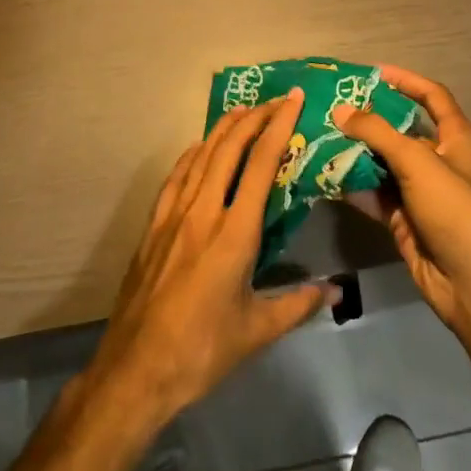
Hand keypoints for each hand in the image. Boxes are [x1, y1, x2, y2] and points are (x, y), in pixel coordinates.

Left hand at [85, 93, 328, 429]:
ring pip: (201, 156)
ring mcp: (173, 216)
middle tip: (276, 100)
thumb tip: (336, 291)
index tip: (294, 101)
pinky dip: (193, 154)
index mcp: (234, 233)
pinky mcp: (153, 227)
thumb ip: (299, 304)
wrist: (135, 370)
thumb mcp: (258, 330)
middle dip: (254, 117)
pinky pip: (176, 177)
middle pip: (229, 148)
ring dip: (224, 129)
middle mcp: (203, 212)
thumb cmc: (202, 351)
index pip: (262, 164)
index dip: (279, 126)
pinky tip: (200, 149)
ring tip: (243, 112)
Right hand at [333, 65, 470, 336]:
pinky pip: (375, 195)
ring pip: (383, 164)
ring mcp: (421, 192)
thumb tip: (341, 110)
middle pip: (400, 130)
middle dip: (369, 120)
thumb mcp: (418, 161)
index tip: (373, 73)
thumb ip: (378, 133)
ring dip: (356, 153)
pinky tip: (325, 176)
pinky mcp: (405, 220)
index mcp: (455, 138)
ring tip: (319, 138)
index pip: (432, 96)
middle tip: (331, 109)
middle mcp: (439, 160)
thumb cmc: (455, 209)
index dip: (406, 80)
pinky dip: (354, 186)